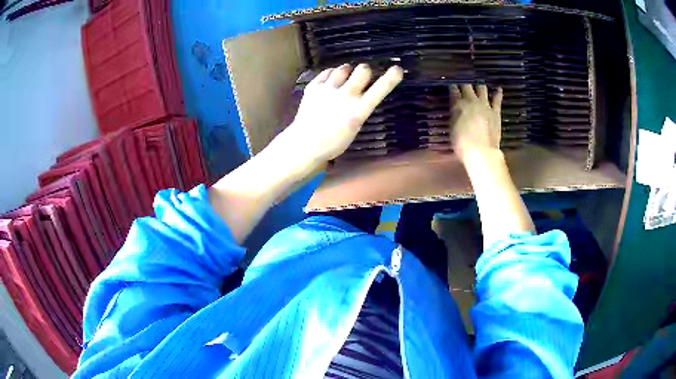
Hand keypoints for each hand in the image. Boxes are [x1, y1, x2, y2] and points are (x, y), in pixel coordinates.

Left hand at [278, 63, 403, 168]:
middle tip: (362, 76)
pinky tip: (331, 82)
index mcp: (358, 111)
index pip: (379, 90)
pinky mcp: (313, 87)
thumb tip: (362, 95)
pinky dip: (331, 75)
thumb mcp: (354, 128)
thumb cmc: (332, 143)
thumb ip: (359, 109)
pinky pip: (327, 72)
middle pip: (362, 70)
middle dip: (365, 70)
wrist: (304, 144)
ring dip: (347, 71)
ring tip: (344, 78)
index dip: (391, 77)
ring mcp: (327, 89)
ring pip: (343, 68)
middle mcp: (345, 96)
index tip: (397, 69)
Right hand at [449, 84, 502, 162]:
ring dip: (479, 85)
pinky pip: (497, 99)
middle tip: (463, 82)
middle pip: (466, 85)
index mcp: (457, 104)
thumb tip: (455, 109)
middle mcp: (471, 100)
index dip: (451, 86)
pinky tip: (498, 88)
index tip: (451, 85)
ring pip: (481, 88)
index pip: (453, 89)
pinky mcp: (495, 111)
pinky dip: (497, 93)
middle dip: (464, 83)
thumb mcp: (452, 128)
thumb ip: (454, 115)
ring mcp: (485, 104)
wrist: (481, 151)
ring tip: (478, 84)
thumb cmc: (461, 143)